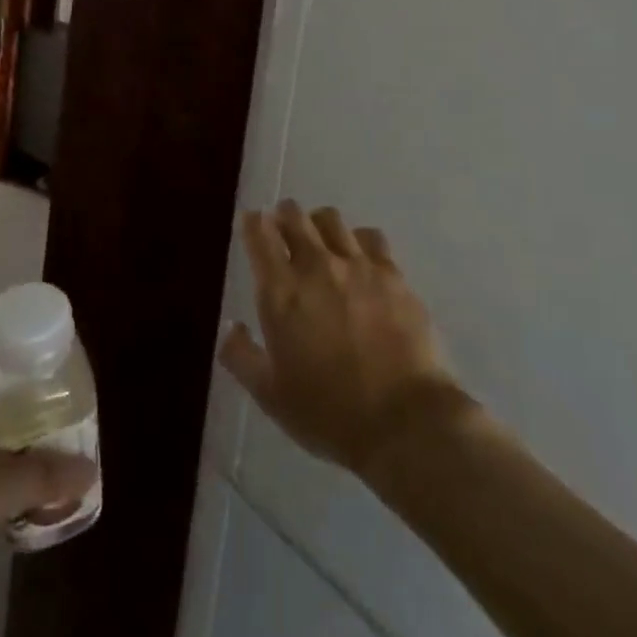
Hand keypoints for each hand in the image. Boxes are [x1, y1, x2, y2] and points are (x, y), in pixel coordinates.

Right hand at [221, 201, 470, 479]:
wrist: (405, 421)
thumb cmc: (329, 413)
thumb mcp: (270, 395)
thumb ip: (241, 356)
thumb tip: (230, 327)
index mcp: (281, 291)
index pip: (259, 234)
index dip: (252, 223)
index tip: (251, 223)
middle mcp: (316, 266)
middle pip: (294, 216)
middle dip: (283, 215)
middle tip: (282, 227)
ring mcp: (358, 266)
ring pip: (331, 220)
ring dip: (318, 224)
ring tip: (321, 239)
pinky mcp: (393, 275)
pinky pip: (371, 238)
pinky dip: (358, 240)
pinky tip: (361, 258)